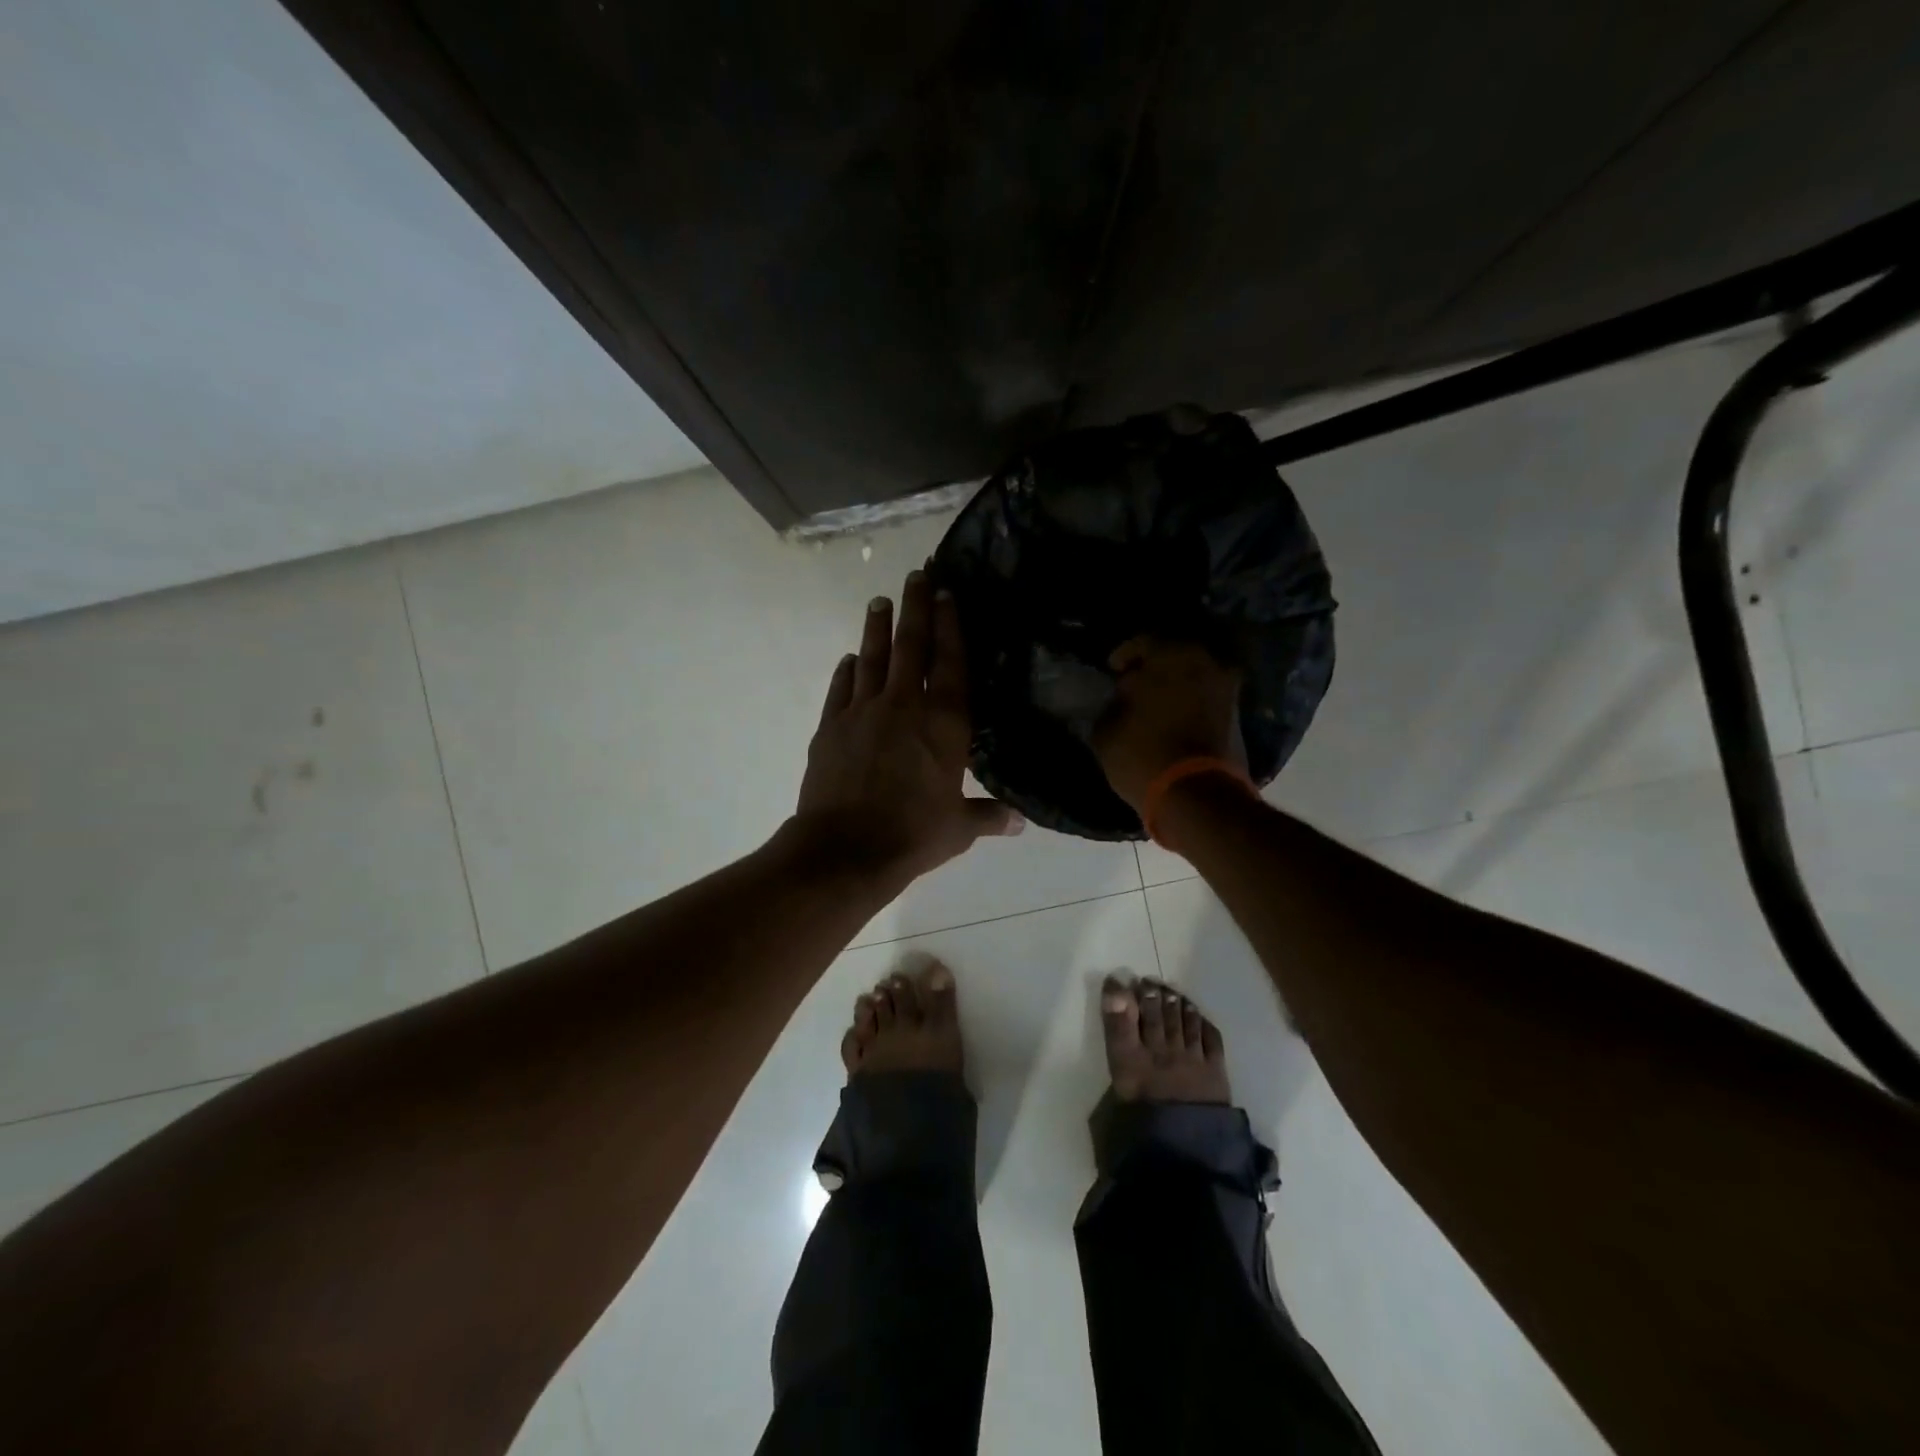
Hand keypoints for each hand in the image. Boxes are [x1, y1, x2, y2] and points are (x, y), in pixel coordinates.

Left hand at [795, 571, 1020, 884]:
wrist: (846, 849)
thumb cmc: (913, 835)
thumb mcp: (959, 828)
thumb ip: (989, 817)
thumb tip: (1020, 822)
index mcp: (945, 724)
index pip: (951, 663)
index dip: (950, 625)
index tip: (946, 593)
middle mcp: (905, 706)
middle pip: (912, 646)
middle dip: (915, 607)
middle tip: (916, 574)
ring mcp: (863, 712)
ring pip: (873, 658)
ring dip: (878, 627)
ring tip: (880, 600)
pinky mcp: (830, 726)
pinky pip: (841, 688)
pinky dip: (847, 670)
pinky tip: (850, 659)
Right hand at [1091, 637, 1247, 813]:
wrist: (1196, 796)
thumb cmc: (1143, 754)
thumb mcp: (1106, 730)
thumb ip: (1114, 704)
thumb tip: (1123, 698)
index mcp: (1171, 654)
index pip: (1142, 641)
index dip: (1123, 656)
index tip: (1112, 671)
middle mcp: (1206, 661)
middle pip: (1174, 654)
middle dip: (1154, 667)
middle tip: (1135, 683)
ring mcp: (1227, 688)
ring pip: (1194, 675)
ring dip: (1175, 684)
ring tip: (1155, 703)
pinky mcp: (1237, 715)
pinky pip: (1207, 697)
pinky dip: (1191, 702)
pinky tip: (1174, 717)